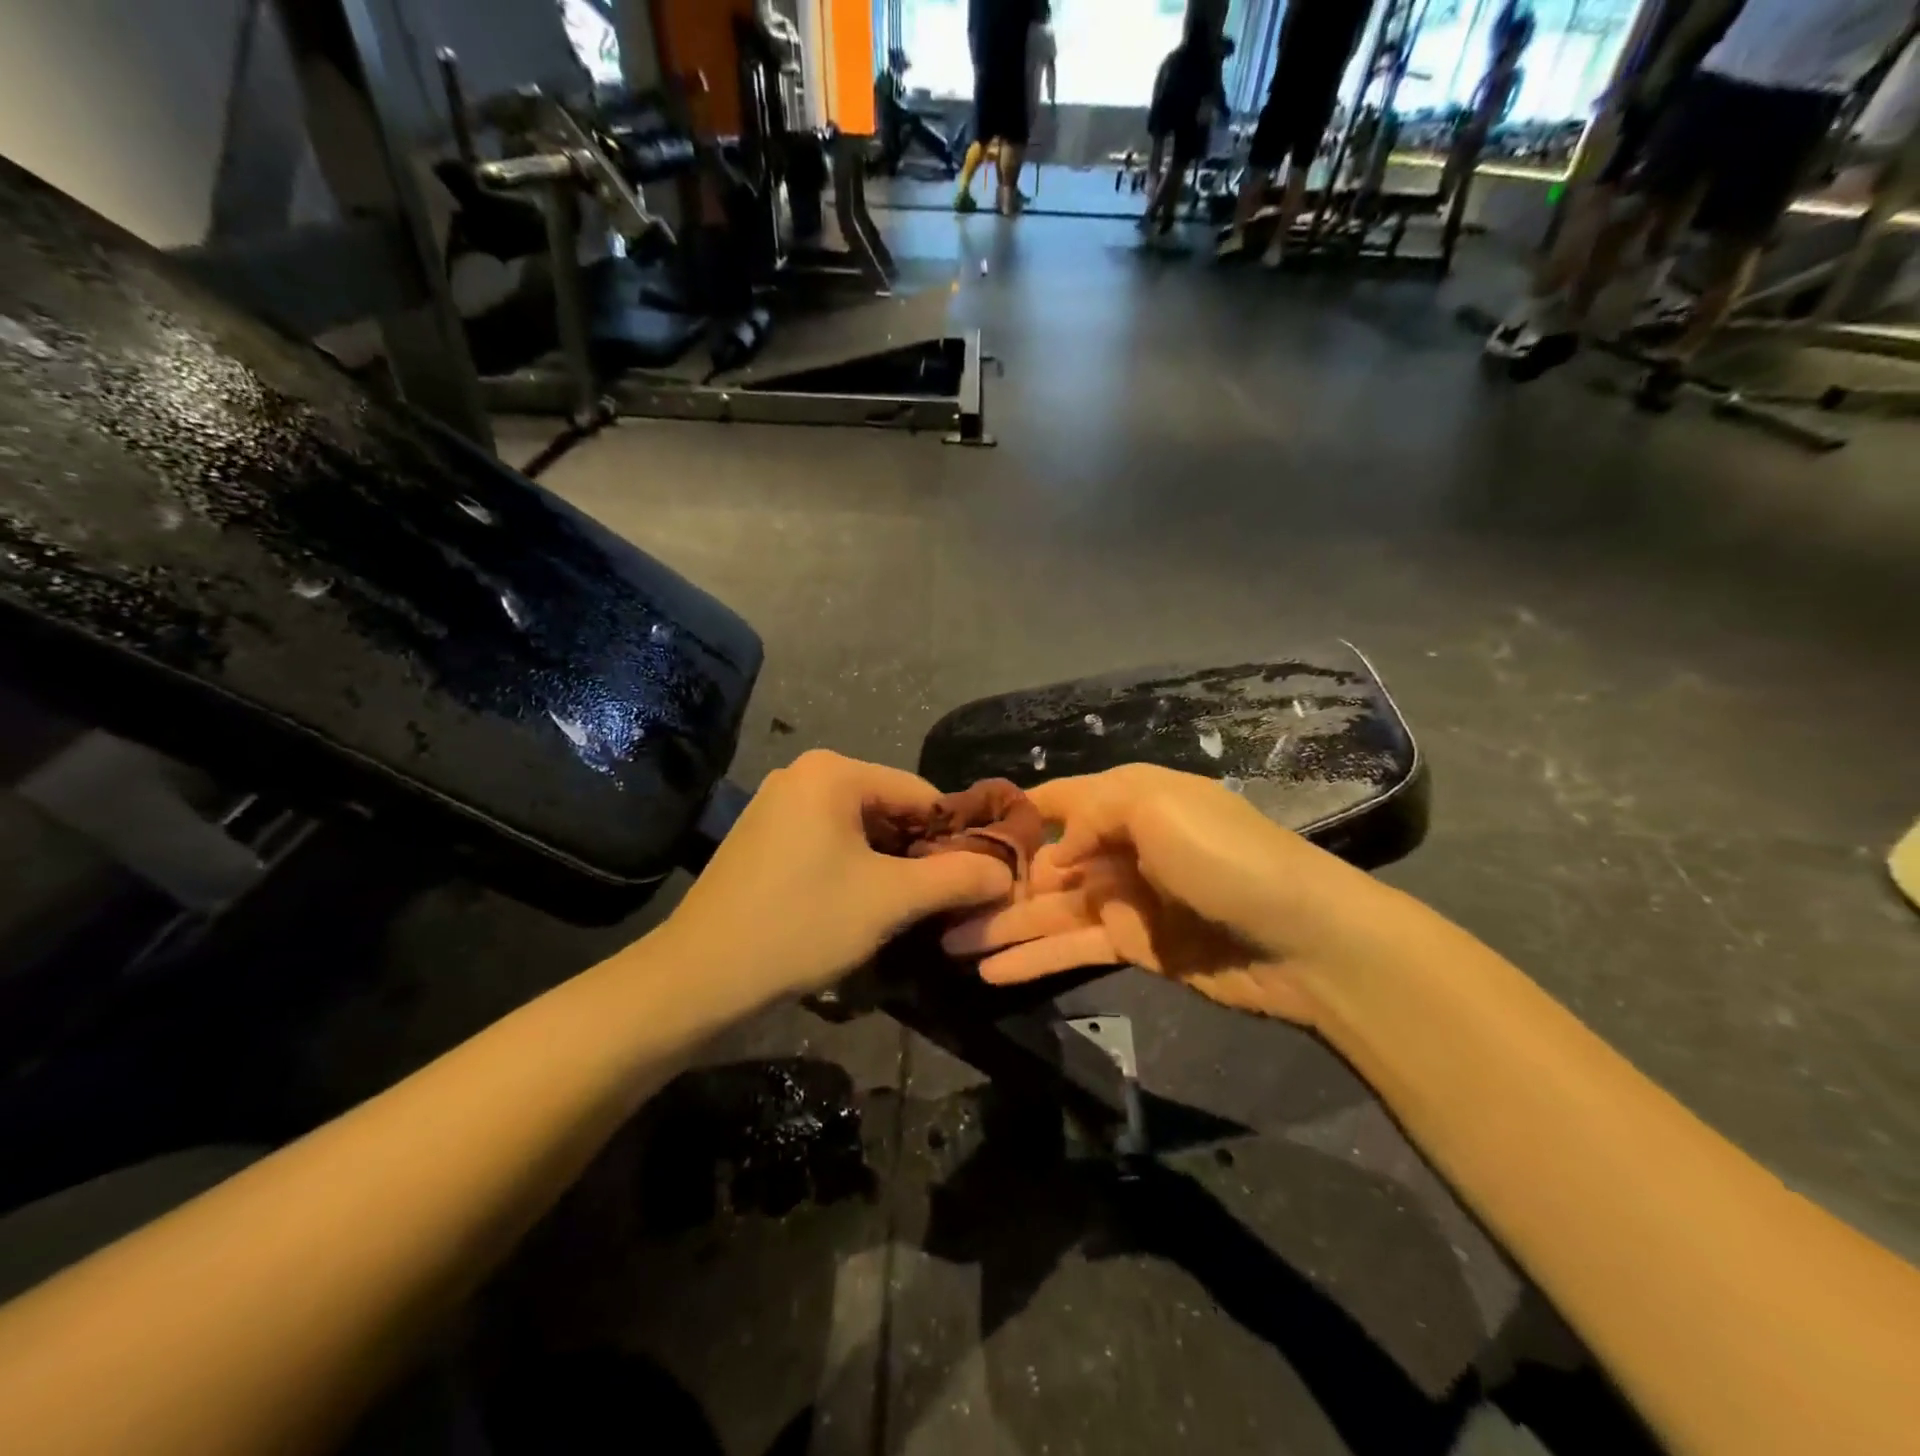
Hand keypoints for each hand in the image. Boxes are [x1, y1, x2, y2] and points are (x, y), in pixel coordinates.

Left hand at [660, 750, 1014, 1003]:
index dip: (955, 837)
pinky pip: (829, 841)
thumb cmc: (801, 924)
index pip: (922, 793)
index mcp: (833, 771)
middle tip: (944, 901)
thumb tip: (1007, 871)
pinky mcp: (763, 835)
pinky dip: (855, 868)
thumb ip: (957, 878)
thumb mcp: (890, 900)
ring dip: (890, 865)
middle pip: (890, 808)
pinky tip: (861, 905)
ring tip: (908, 908)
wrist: (699, 976)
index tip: (977, 880)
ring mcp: (778, 804)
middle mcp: (804, 773)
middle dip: (921, 853)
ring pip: (861, 829)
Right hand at [942, 764, 1404, 1025]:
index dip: (1011, 815)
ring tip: (947, 944)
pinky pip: (1071, 947)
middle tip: (938, 902)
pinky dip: (1033, 958)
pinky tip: (989, 969)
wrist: (1306, 940)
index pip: (1057, 801)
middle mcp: (1121, 844)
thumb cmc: (1227, 859)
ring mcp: (1125, 899)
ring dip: (1002, 925)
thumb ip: (1092, 814)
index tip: (959, 832)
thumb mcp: (1158, 807)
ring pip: (1049, 909)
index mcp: (1128, 799)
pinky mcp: (1133, 946)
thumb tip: (1054, 852)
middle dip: (995, 881)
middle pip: (1044, 861)